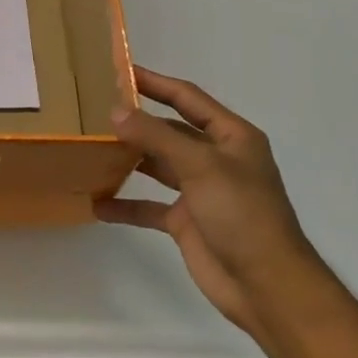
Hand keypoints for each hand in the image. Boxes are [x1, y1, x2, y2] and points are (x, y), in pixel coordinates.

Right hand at [95, 66, 314, 337]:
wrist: (266, 286)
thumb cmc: (242, 213)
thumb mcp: (200, 166)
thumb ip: (156, 136)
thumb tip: (116, 112)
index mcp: (231, 137)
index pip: (188, 98)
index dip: (156, 83)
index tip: (120, 71)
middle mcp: (216, 158)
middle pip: (170, 130)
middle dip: (137, 121)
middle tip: (96, 110)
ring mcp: (200, 191)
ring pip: (157, 166)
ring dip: (128, 159)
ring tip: (91, 149)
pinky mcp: (187, 221)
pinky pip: (150, 206)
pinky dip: (126, 204)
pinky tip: (98, 205)